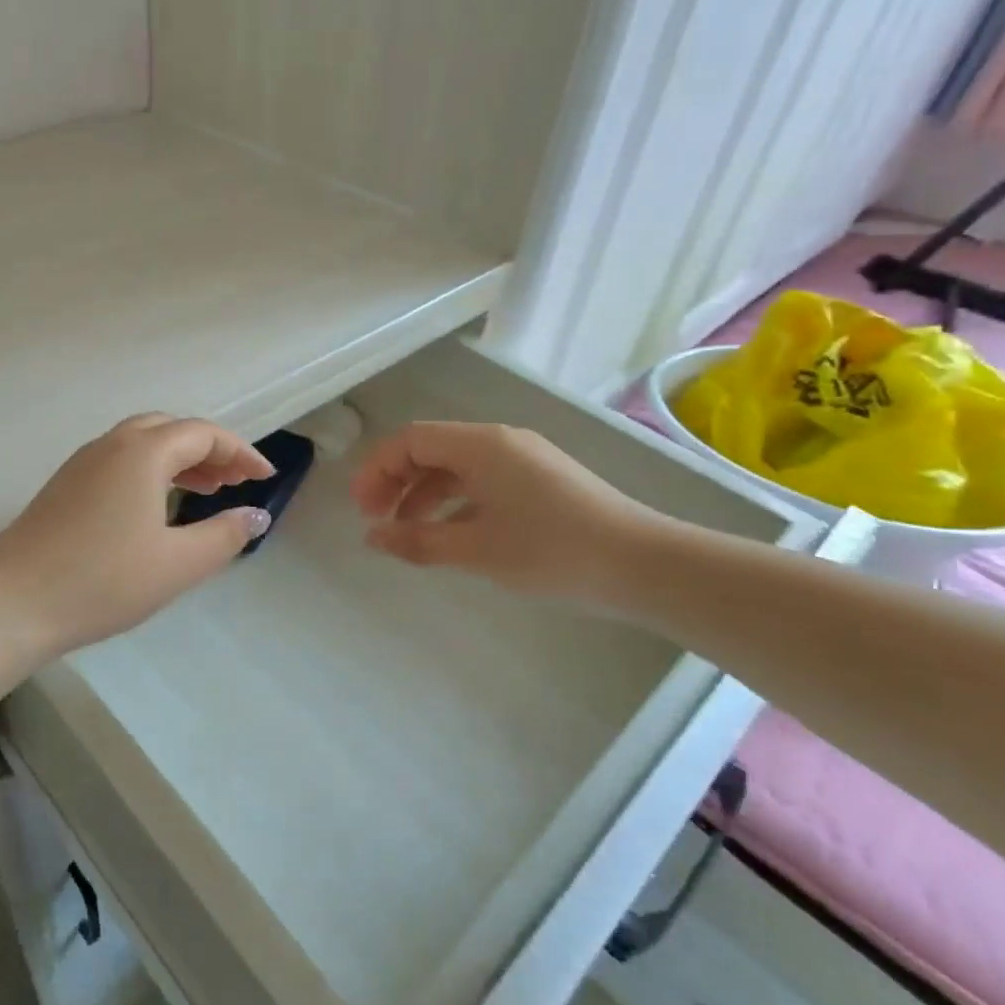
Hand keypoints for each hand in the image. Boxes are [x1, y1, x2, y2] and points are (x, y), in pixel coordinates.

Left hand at [0, 414, 274, 667]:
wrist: (12, 605)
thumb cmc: (103, 581)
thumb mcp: (178, 564)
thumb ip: (225, 535)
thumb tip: (257, 515)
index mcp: (142, 452)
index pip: (203, 434)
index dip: (240, 451)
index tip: (265, 476)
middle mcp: (111, 445)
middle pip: (171, 429)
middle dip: (209, 450)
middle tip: (235, 481)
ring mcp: (82, 464)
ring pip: (142, 443)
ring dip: (179, 459)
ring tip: (207, 489)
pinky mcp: (64, 486)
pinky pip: (119, 461)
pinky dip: (151, 470)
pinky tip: (157, 505)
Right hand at [351, 420, 667, 604]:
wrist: (641, 564)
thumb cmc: (552, 551)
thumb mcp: (477, 549)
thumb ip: (418, 540)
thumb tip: (372, 537)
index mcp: (480, 445)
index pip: (410, 440)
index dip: (377, 470)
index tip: (362, 510)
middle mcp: (499, 441)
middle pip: (430, 449)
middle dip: (396, 481)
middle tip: (377, 521)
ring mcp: (522, 458)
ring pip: (455, 466)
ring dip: (423, 493)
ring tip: (407, 532)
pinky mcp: (539, 478)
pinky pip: (481, 479)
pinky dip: (454, 500)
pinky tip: (450, 532)